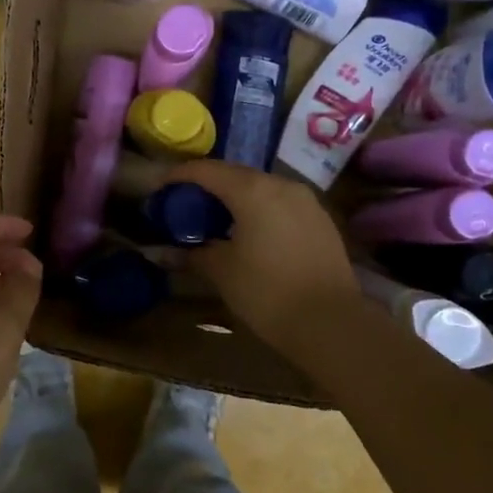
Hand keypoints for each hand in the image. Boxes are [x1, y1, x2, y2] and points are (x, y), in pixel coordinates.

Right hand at [175, 162, 360, 349]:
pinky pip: (281, 203)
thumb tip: (165, 253)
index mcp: (252, 190)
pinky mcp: (321, 219)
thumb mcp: (222, 272)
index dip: (180, 175)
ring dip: (236, 197)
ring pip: (262, 188)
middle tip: (186, 204)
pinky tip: (250, 232)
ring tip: (217, 219)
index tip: (161, 187)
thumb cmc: (267, 292)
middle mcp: (281, 184)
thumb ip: (193, 254)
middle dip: (208, 185)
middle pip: (236, 174)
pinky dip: (260, 209)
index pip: (207, 170)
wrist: (331, 322)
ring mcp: (306, 200)